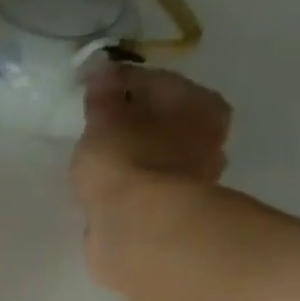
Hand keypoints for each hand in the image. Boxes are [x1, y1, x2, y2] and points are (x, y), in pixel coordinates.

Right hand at [72, 64, 232, 286]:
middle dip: (133, 122)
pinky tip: (108, 190)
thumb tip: (105, 71)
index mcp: (201, 103)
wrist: (137, 229)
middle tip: (97, 129)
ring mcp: (193, 180)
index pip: (155, 82)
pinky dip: (131, 186)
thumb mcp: (104, 120)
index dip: (120, 85)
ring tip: (99, 162)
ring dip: (133, 157)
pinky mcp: (172, 213)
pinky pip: (147, 188)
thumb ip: (103, 96)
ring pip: (156, 156)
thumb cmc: (126, 160)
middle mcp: (208, 138)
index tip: (91, 94)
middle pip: (162, 120)